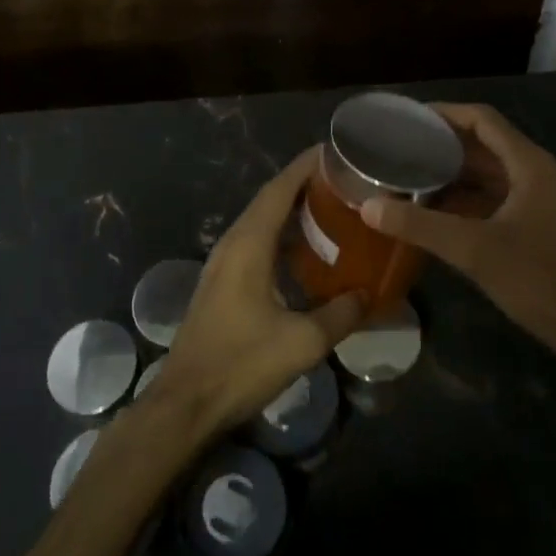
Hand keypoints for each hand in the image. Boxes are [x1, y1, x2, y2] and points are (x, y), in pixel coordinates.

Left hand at [151, 148, 366, 439]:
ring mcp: (221, 264)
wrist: (186, 403)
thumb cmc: (241, 364)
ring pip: (259, 222)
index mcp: (248, 245)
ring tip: (328, 207)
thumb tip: (368, 295)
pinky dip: (278, 234)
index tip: (333, 152)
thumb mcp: (302, 342)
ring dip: (289, 209)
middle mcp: (232, 244)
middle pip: (268, 200)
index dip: (305, 167)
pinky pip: (253, 243)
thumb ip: (340, 314)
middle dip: (302, 184)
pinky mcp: (220, 284)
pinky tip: (302, 251)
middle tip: (341, 180)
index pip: (279, 190)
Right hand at [359, 103, 555, 364]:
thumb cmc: (535, 279)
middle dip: (442, 144)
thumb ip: (419, 225)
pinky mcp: (532, 222)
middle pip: (484, 143)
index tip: (408, 117)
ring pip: (487, 171)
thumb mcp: (472, 249)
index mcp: (529, 165)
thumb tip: (368, 206)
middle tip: (399, 146)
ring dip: (451, 172)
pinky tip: (431, 208)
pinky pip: (491, 196)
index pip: (483, 119)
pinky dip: (462, 196)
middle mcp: (535, 172)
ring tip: (407, 172)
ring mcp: (536, 198)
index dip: (445, 113)